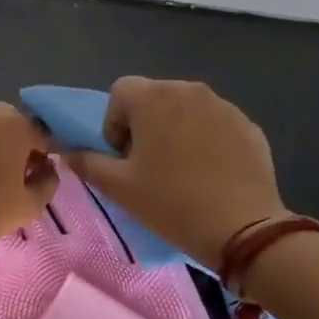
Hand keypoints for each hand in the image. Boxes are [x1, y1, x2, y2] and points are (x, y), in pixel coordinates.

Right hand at [65, 77, 286, 266]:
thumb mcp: (118, 187)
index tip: (122, 156)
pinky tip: (209, 173)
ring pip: (186, 109)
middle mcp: (189, 90)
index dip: (114, 122)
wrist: (242, 228)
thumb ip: (87, 163)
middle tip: (147, 164)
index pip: (120, 91)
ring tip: (180, 169)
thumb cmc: (170, 202)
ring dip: (175, 130)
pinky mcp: (248, 125)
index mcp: (153, 98)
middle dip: (144, 124)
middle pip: (154, 97)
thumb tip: (69, 152)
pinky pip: (214, 124)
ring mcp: (224, 106)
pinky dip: (205, 140)